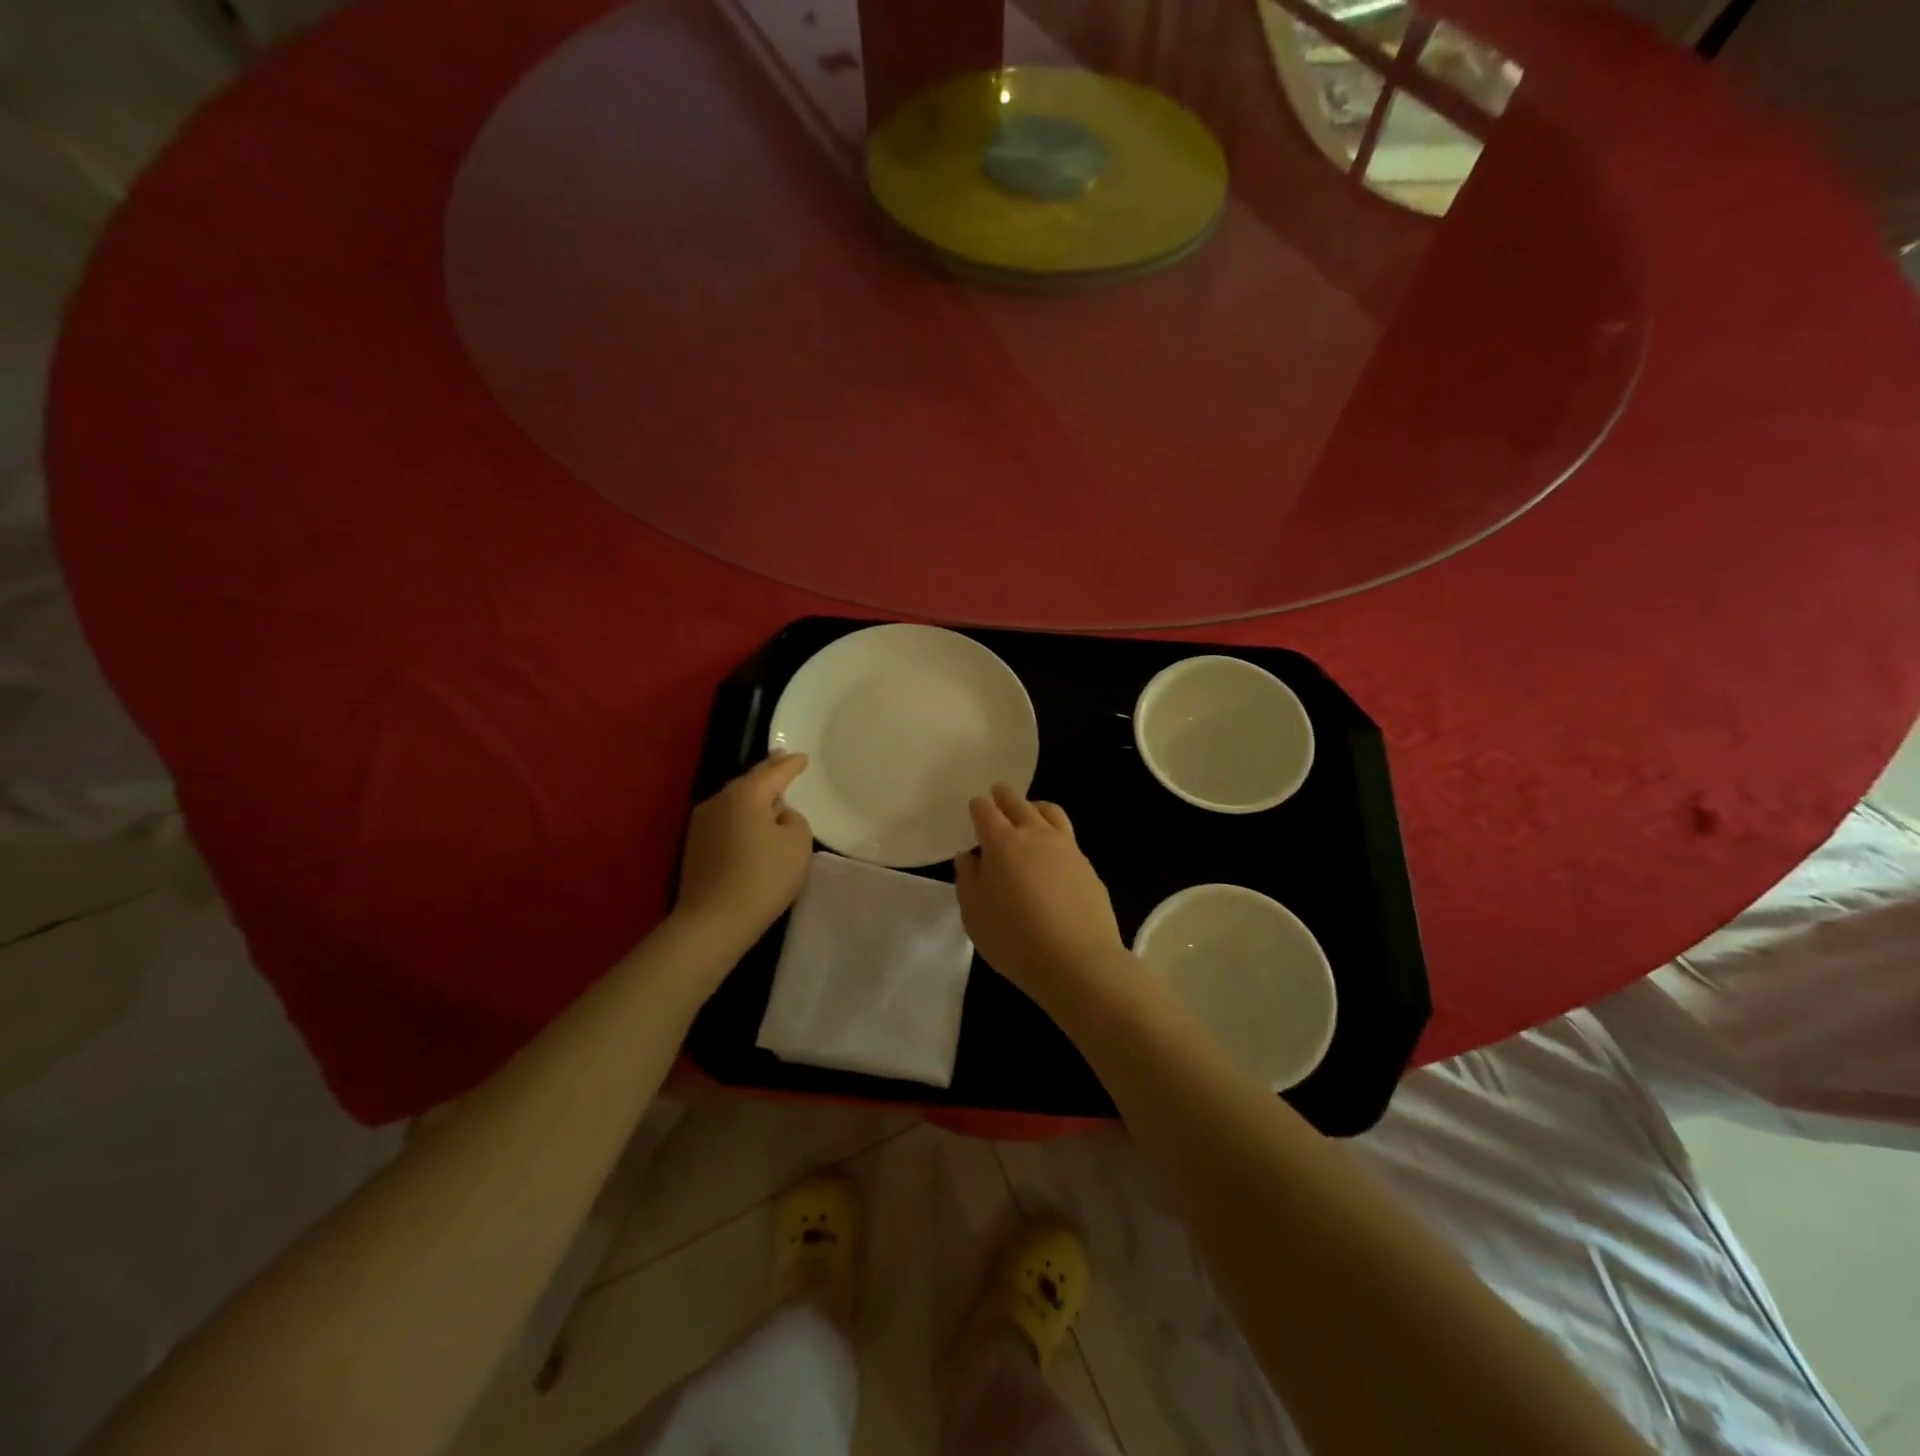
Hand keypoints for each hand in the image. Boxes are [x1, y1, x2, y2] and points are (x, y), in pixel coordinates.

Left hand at [676, 752, 813, 948]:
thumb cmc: (763, 877)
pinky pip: (726, 821)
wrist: (714, 920)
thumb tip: (777, 817)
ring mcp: (702, 824)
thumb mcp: (798, 844)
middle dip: (768, 772)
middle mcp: (719, 801)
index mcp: (746, 795)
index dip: (791, 765)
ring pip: (735, 801)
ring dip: (753, 798)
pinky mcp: (696, 847)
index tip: (802, 757)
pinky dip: (742, 818)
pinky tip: (752, 827)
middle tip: (782, 760)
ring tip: (771, 797)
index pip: (774, 773)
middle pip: (749, 782)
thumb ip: (794, 820)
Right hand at [954, 784, 1129, 1008]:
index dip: (978, 806)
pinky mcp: (1088, 867)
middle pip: (1019, 803)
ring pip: (1050, 813)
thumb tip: (968, 856)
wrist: (1077, 960)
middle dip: (1005, 796)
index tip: (975, 805)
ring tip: (1030, 810)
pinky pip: (1068, 839)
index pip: (986, 812)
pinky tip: (1053, 853)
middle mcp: (1035, 835)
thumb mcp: (975, 914)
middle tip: (998, 793)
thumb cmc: (1014, 939)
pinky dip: (1055, 835)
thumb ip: (968, 879)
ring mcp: (1067, 848)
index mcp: (1002, 843)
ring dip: (1035, 806)